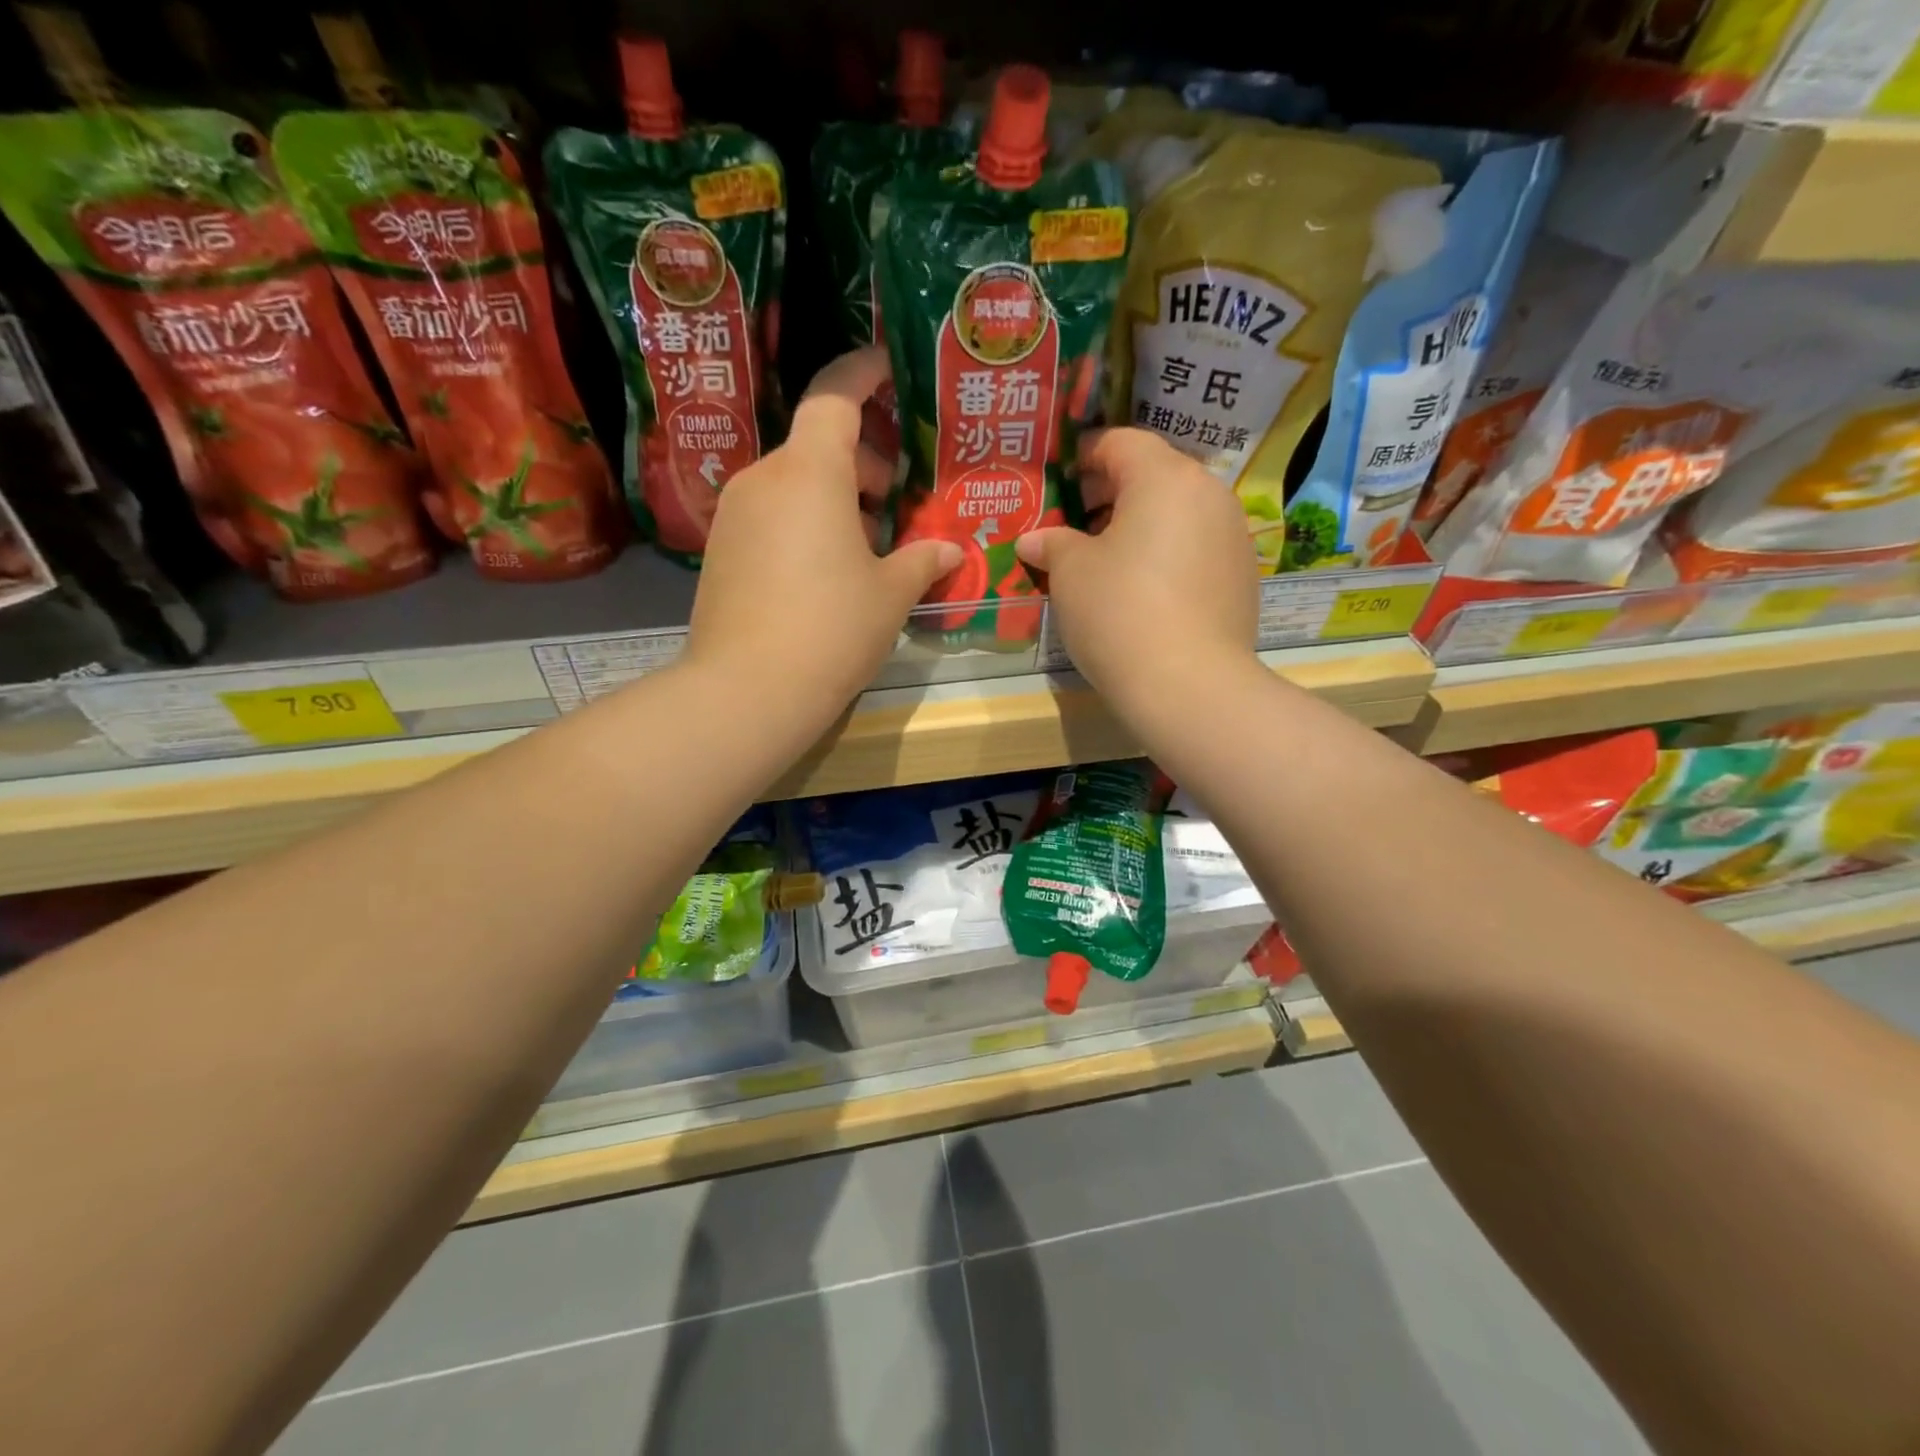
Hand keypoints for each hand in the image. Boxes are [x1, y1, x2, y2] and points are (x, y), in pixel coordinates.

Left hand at [686, 347, 961, 722]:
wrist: (747, 689)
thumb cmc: (832, 628)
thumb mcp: (890, 594)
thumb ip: (922, 560)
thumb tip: (950, 550)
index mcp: (810, 471)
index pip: (834, 395)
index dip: (863, 373)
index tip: (889, 369)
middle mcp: (764, 478)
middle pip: (816, 445)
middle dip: (860, 461)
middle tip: (893, 500)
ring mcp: (734, 514)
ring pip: (792, 483)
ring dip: (831, 497)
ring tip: (865, 545)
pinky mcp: (720, 551)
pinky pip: (770, 516)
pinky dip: (802, 523)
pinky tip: (824, 572)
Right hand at [1016, 427, 1258, 712]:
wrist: (1189, 686)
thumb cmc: (1119, 613)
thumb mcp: (1071, 574)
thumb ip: (1052, 544)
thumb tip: (1034, 540)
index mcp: (1165, 477)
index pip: (1121, 442)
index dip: (1086, 454)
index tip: (1061, 479)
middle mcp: (1209, 494)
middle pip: (1155, 474)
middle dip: (1111, 492)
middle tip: (1076, 522)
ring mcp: (1233, 536)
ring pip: (1179, 512)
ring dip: (1141, 524)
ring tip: (1107, 560)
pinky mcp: (1243, 576)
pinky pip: (1197, 547)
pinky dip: (1167, 554)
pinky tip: (1144, 591)